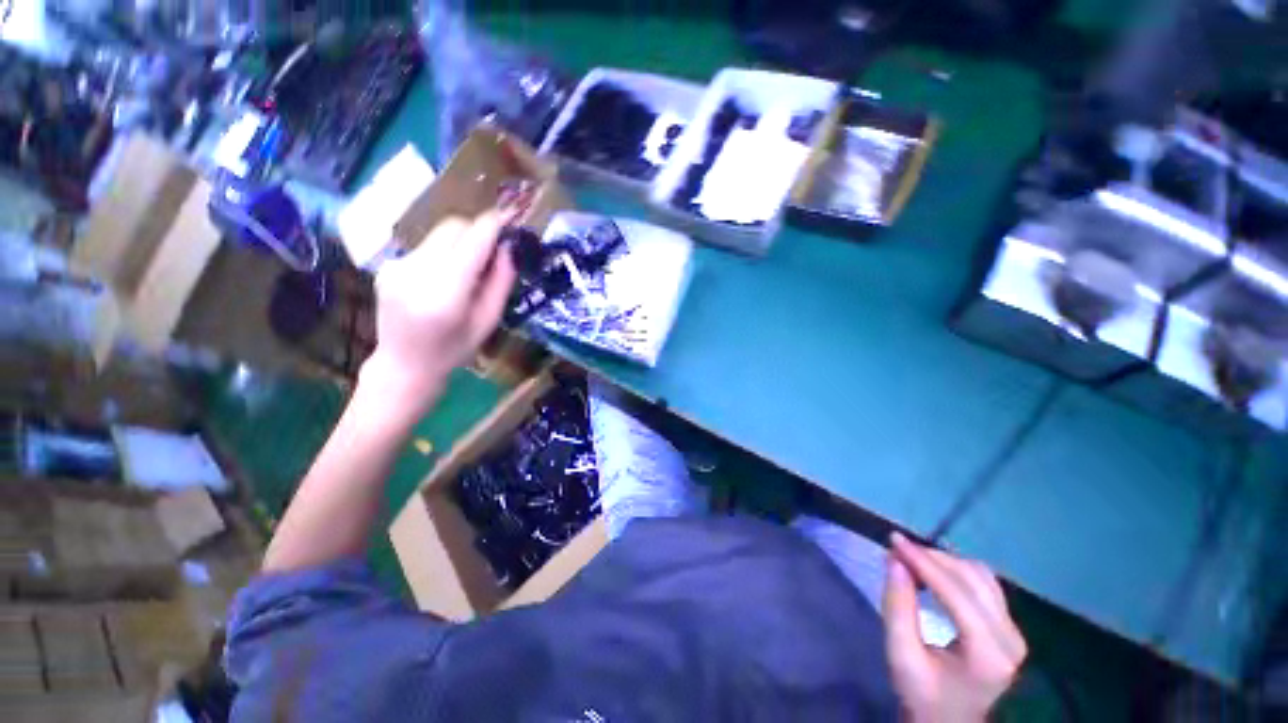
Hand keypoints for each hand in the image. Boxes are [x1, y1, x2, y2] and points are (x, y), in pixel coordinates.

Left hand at [361, 211, 516, 412]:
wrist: (404, 364)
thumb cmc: (454, 350)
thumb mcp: (488, 321)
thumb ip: (500, 282)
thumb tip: (508, 248)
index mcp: (445, 292)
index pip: (472, 241)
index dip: (494, 224)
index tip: (511, 215)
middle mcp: (416, 271)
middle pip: (453, 227)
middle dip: (477, 230)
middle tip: (494, 249)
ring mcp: (397, 266)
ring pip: (438, 234)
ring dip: (461, 242)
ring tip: (470, 270)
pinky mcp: (388, 265)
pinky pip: (426, 246)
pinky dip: (444, 253)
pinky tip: (446, 278)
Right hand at [883, 532, 1026, 722]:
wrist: (948, 721)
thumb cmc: (922, 694)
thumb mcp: (901, 655)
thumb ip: (897, 608)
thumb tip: (894, 561)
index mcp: (988, 654)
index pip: (957, 594)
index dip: (924, 562)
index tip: (894, 540)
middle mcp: (1010, 639)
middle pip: (972, 579)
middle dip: (931, 558)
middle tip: (896, 551)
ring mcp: (1014, 633)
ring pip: (981, 576)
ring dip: (944, 562)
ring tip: (911, 560)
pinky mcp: (1009, 628)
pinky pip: (985, 584)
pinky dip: (956, 570)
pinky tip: (933, 572)